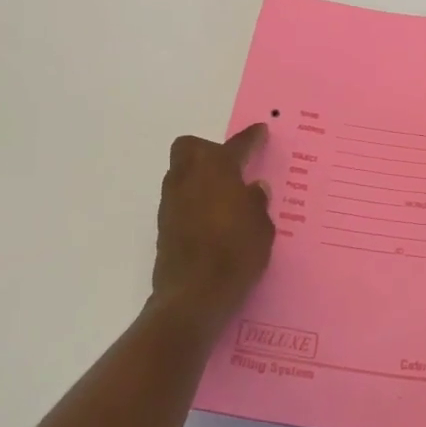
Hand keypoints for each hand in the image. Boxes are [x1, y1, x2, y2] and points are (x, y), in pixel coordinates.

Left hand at [151, 124, 274, 332]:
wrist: (194, 295)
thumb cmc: (236, 253)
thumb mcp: (262, 227)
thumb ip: (257, 203)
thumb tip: (253, 190)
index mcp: (217, 169)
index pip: (237, 145)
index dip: (251, 138)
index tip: (260, 131)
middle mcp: (189, 177)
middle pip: (191, 148)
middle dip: (209, 151)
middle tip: (231, 168)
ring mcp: (171, 201)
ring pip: (181, 173)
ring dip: (199, 177)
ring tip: (223, 197)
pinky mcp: (163, 225)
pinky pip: (179, 199)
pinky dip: (193, 201)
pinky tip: (211, 220)